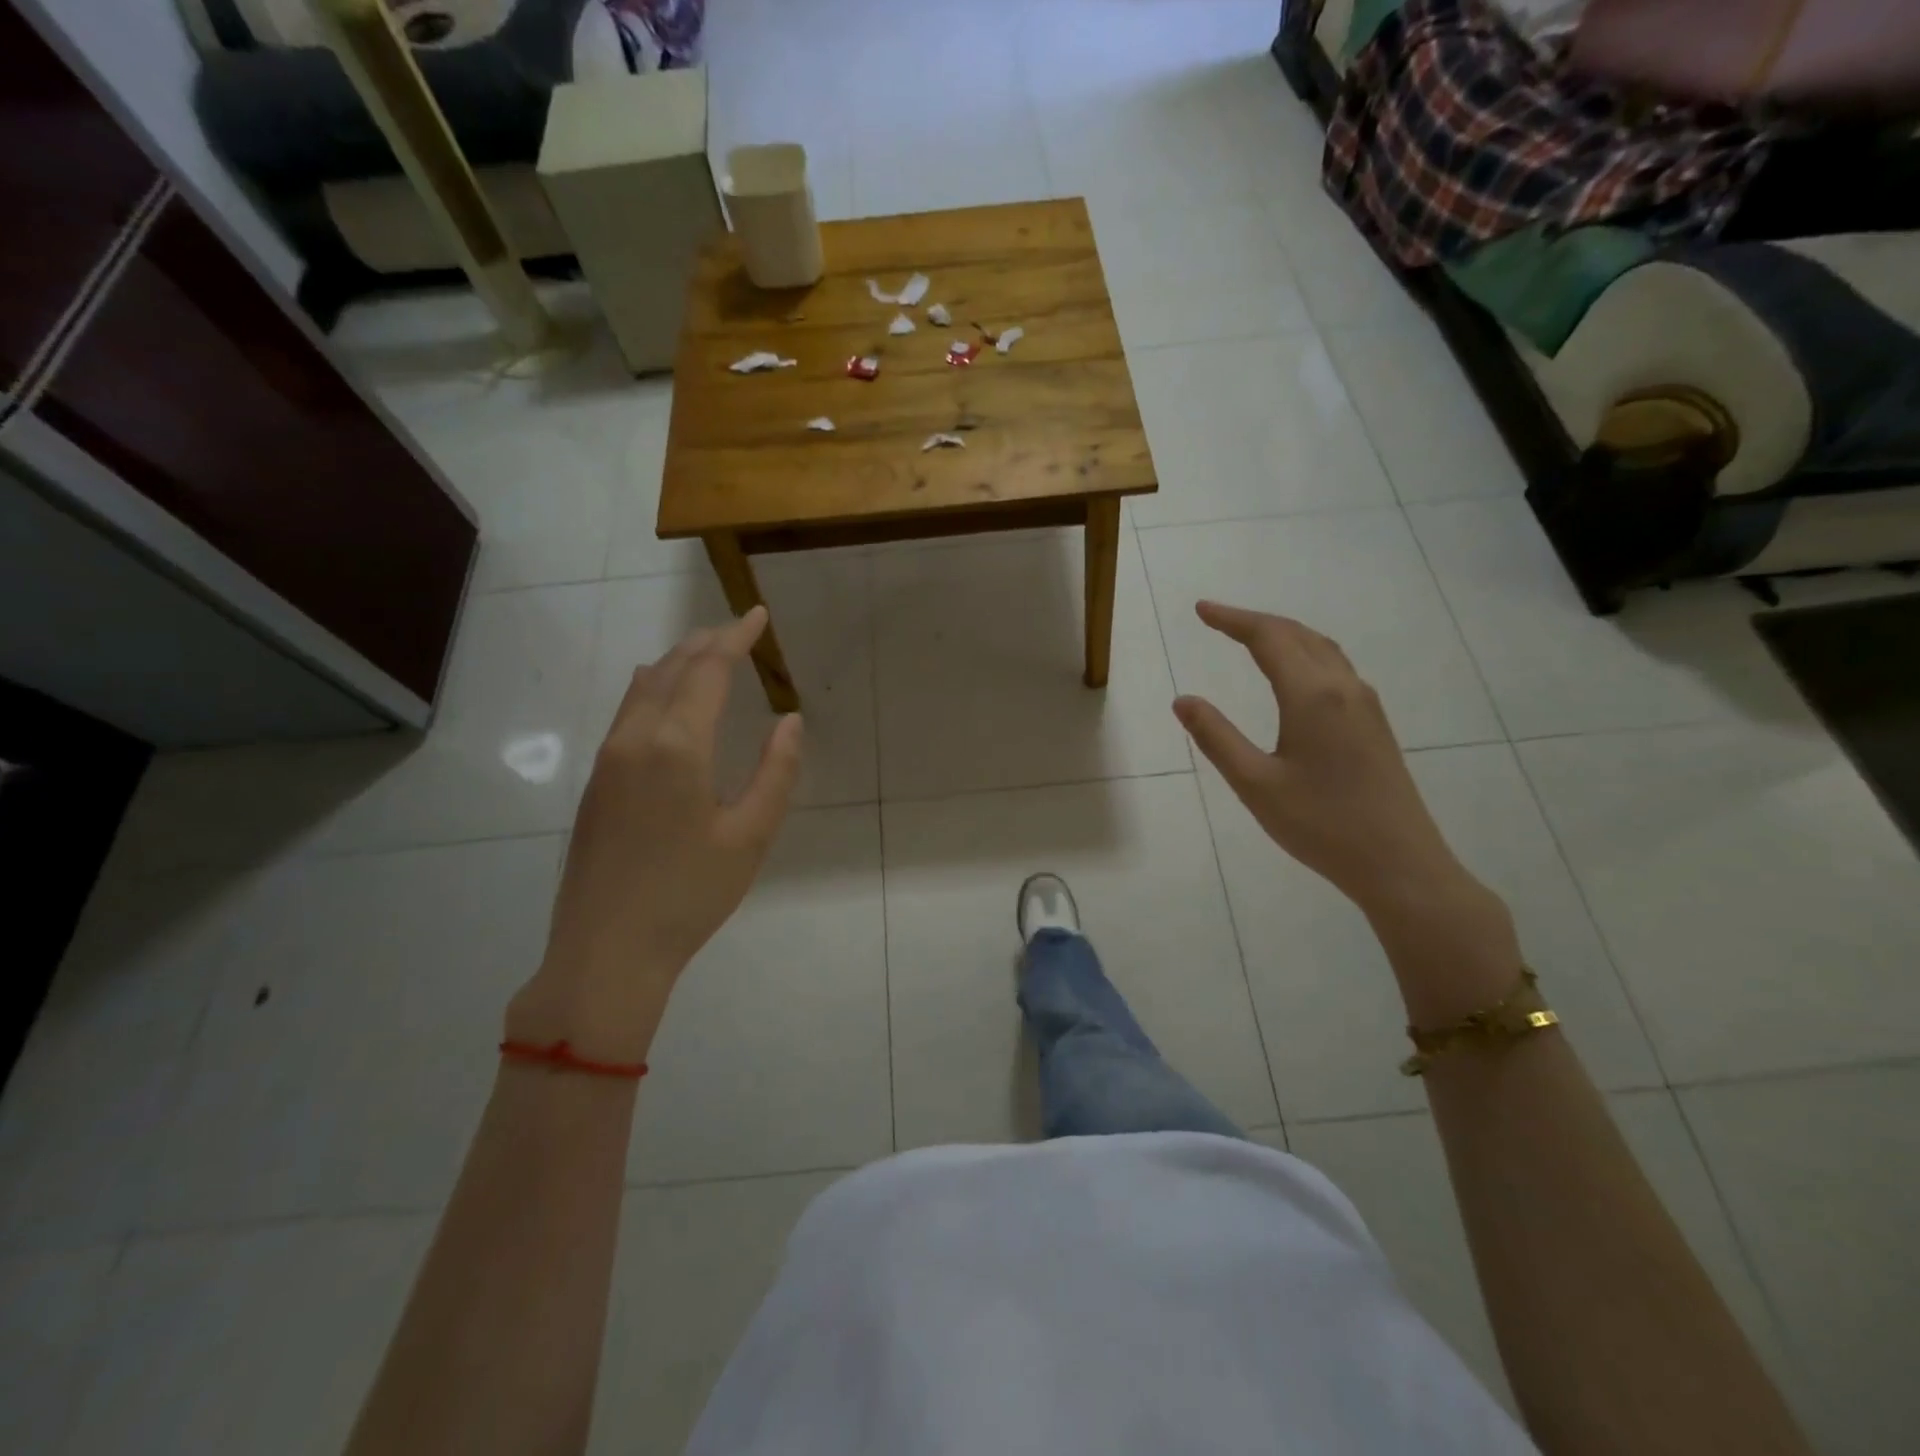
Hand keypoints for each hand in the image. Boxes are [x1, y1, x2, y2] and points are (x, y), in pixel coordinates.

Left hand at [507, 608, 802, 1062]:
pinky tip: (666, 698)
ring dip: (677, 662)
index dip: (736, 637)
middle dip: (707, 643)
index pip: (709, 670)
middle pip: (672, 668)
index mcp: (678, 746)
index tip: (758, 615)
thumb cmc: (690, 895)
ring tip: (707, 654)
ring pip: (643, 687)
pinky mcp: (595, 782)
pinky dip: (654, 688)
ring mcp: (607, 759)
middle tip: (738, 629)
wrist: (606, 951)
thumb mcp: (750, 836)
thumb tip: (790, 720)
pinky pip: (627, 711)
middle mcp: (635, 738)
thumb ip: (776, 772)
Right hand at [1171, 602, 1471, 916]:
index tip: (1201, 610)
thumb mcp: (1255, 784)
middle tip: (1216, 620)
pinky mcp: (1375, 724)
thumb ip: (1216, 737)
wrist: (1400, 864)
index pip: (1268, 638)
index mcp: (1312, 696)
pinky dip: (1305, 653)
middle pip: (1297, 634)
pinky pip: (1336, 668)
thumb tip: (1183, 700)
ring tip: (1250, 637)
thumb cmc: (1321, 825)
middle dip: (1255, 622)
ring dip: (1283, 635)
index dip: (1232, 620)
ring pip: (1321, 648)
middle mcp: (1344, 688)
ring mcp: (1366, 705)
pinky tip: (1294, 674)